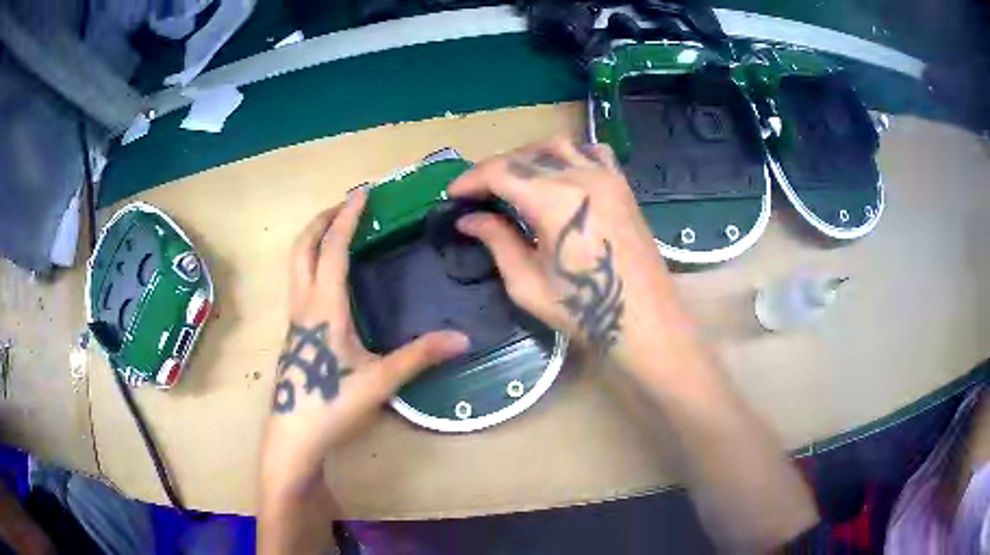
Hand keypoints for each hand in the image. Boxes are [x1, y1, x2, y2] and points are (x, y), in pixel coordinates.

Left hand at [260, 190, 468, 495]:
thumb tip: (463, 338)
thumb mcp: (380, 380)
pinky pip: (299, 283)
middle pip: (302, 248)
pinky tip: (329, 278)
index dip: (346, 218)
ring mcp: (295, 319)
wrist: (294, 436)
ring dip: (312, 239)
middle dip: (320, 220)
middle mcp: (304, 304)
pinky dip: (311, 262)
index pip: (332, 249)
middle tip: (343, 205)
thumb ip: (420, 356)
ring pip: (296, 265)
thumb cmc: (332, 404)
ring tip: (335, 231)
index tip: (361, 193)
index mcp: (324, 307)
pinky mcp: (294, 333)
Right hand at [450, 136, 686, 361]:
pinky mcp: (622, 185)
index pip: (500, 172)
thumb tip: (469, 220)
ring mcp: (606, 177)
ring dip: (528, 155)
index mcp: (553, 199)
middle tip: (478, 192)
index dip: (471, 179)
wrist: (643, 320)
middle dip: (494, 169)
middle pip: (525, 155)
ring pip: (558, 145)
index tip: (453, 195)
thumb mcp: (527, 283)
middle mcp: (580, 176)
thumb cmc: (584, 310)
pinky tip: (561, 171)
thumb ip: (497, 242)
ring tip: (514, 178)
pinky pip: (592, 152)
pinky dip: (569, 154)